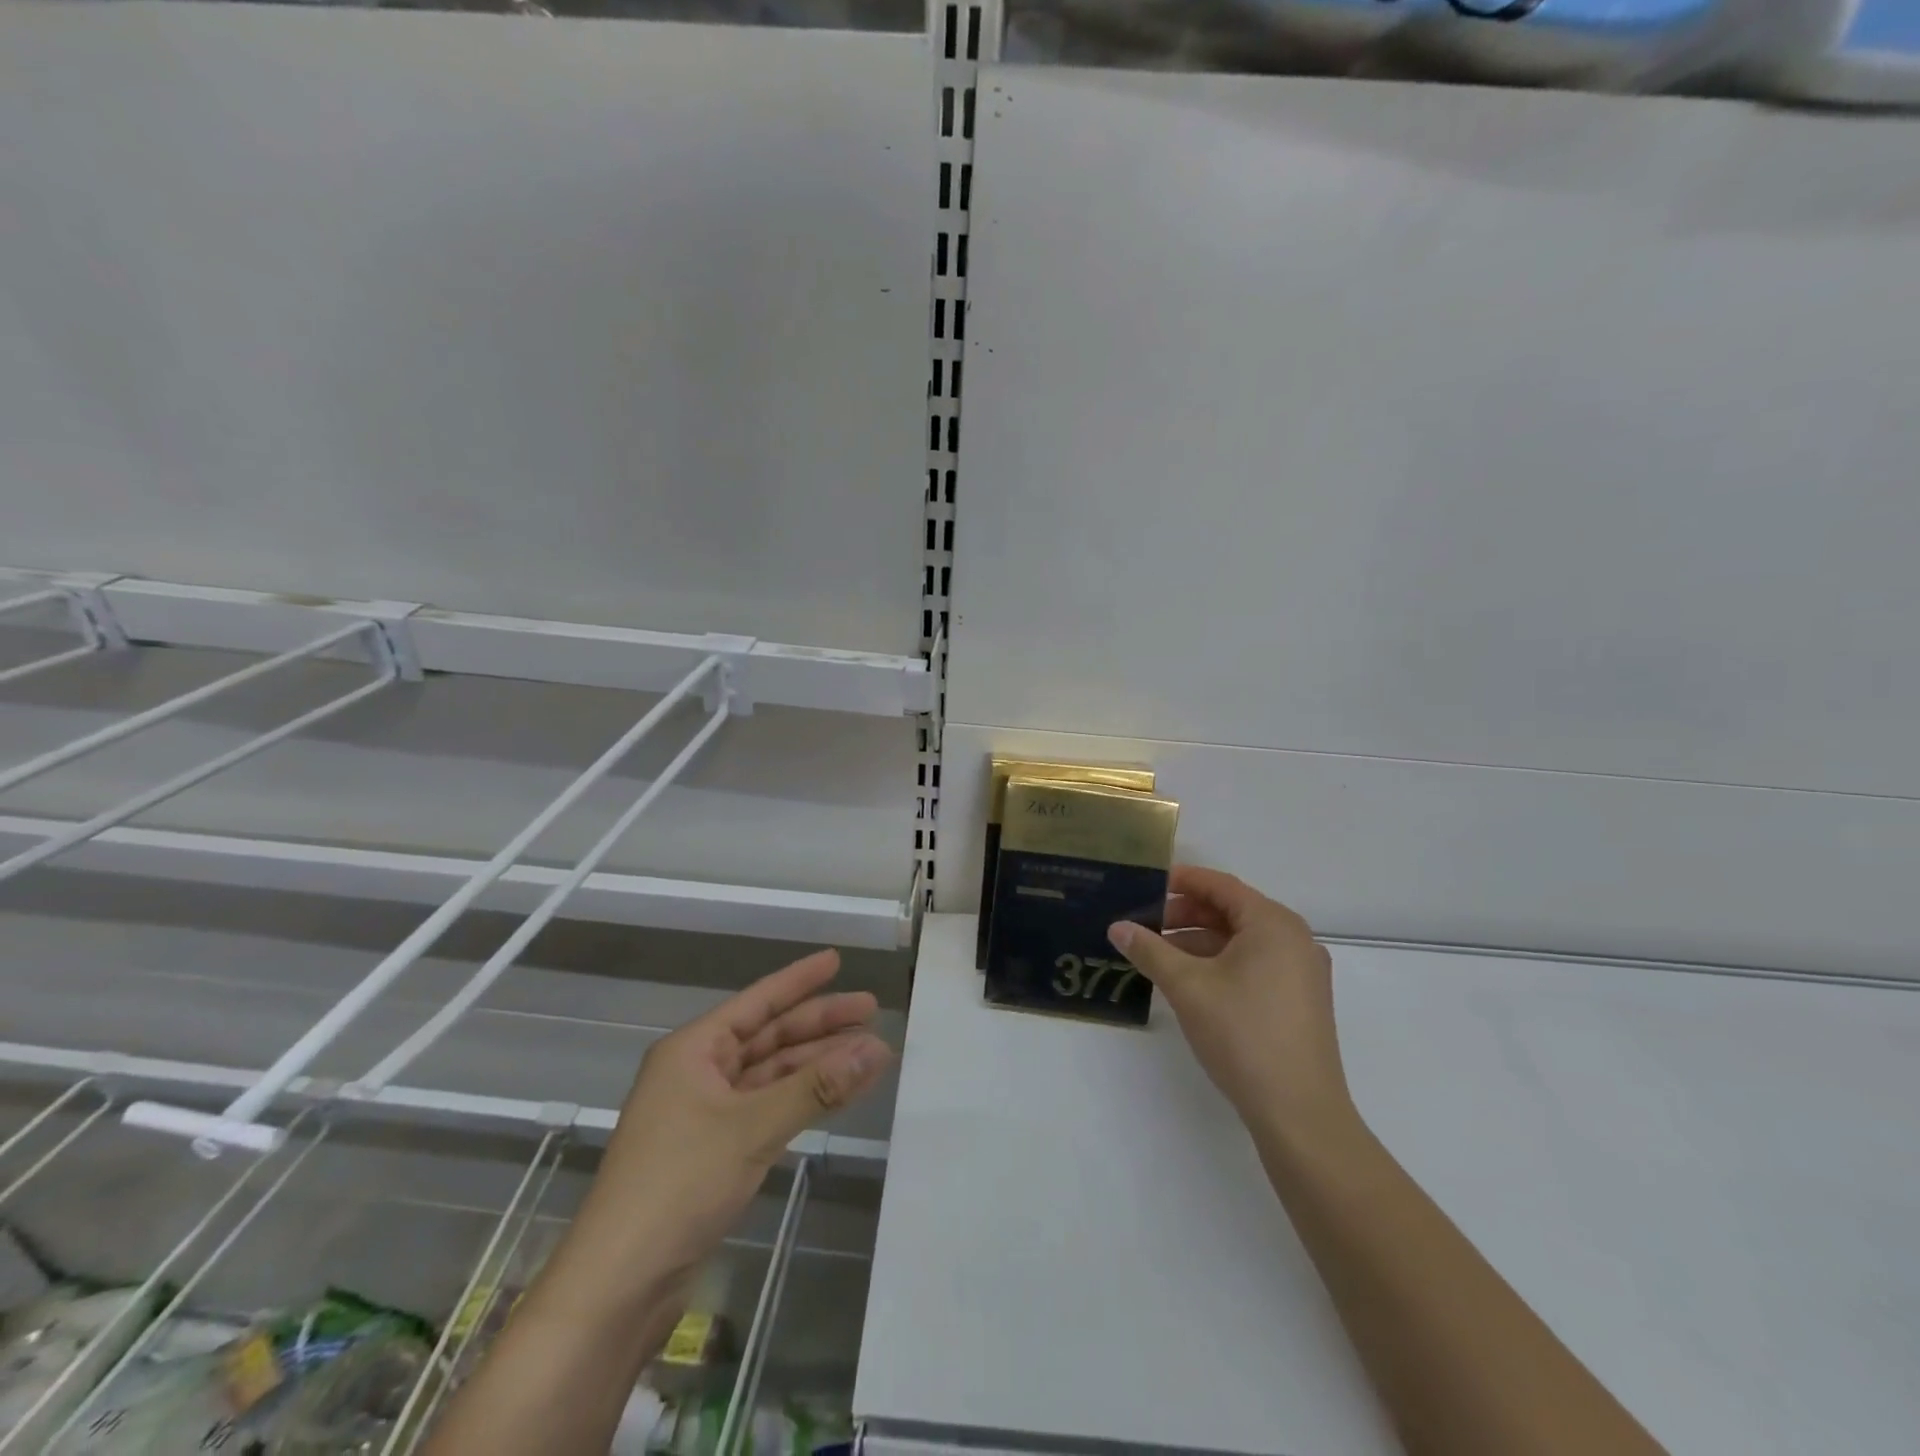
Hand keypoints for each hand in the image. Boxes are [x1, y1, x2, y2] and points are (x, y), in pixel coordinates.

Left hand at [551, 949, 893, 1305]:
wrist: (619, 1285)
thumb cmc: (678, 1185)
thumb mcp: (752, 1128)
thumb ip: (817, 1087)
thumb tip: (877, 1048)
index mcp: (693, 1050)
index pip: (757, 1001)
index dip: (799, 980)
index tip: (837, 960)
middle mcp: (698, 1072)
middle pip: (769, 1036)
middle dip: (819, 1024)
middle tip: (870, 1011)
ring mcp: (706, 1113)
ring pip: (772, 1074)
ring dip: (817, 1064)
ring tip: (869, 1053)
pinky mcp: (715, 1151)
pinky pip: (768, 1108)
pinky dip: (803, 1099)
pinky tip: (838, 1094)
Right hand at [1109, 866, 1352, 1138]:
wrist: (1299, 1113)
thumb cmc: (1243, 1034)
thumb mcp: (1187, 987)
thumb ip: (1150, 950)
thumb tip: (1117, 927)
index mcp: (1273, 924)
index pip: (1220, 885)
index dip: (1181, 881)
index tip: (1144, 884)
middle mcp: (1293, 939)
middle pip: (1231, 911)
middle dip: (1185, 914)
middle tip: (1143, 924)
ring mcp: (1301, 971)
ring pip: (1241, 940)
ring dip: (1198, 941)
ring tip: (1157, 954)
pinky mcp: (1299, 1000)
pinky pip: (1254, 963)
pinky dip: (1219, 963)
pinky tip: (1189, 981)